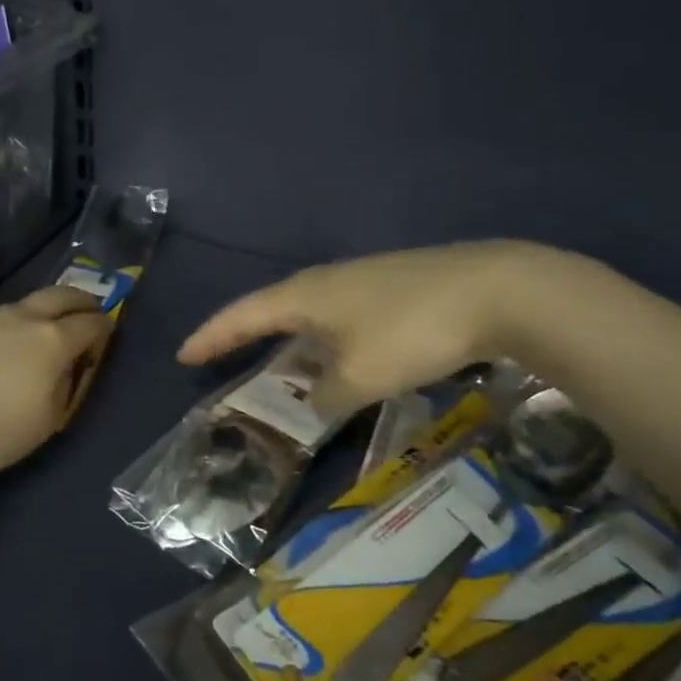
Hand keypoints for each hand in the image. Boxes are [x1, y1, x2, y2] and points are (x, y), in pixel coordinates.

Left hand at [0, 287, 110, 477]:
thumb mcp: (43, 425)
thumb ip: (63, 392)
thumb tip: (65, 372)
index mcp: (51, 341)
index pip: (89, 324)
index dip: (104, 327)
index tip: (109, 331)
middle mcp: (21, 318)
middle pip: (61, 295)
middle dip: (82, 299)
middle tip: (90, 308)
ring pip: (23, 305)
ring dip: (42, 311)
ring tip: (44, 330)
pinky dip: (8, 327)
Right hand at [178, 241, 561, 412]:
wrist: (496, 289)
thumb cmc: (411, 331)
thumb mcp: (360, 376)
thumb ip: (327, 396)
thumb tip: (316, 401)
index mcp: (305, 295)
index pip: (242, 315)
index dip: (212, 337)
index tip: (184, 354)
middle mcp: (326, 280)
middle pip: (273, 308)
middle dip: (245, 335)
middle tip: (222, 357)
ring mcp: (362, 279)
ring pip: (311, 312)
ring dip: (291, 341)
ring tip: (281, 367)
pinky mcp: (395, 285)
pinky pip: (342, 315)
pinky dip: (327, 339)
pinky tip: (342, 356)